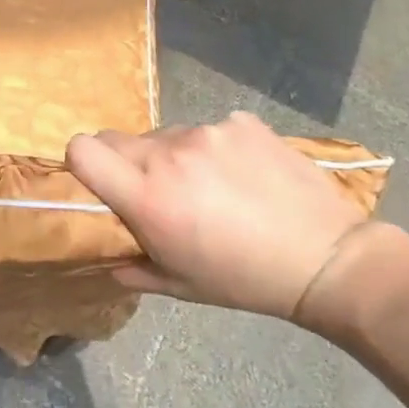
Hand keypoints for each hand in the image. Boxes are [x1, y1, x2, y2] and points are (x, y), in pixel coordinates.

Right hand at [65, 111, 369, 323]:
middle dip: (127, 164)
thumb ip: (133, 268)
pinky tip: (244, 175)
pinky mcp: (242, 122)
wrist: (327, 258)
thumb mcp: (180, 286)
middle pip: (119, 139)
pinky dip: (215, 149)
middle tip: (159, 192)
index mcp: (147, 196)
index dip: (82, 161)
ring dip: (174, 157)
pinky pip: (210, 130)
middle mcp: (169, 153)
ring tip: (212, 187)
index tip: (99, 181)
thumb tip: (110, 259)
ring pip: (167, 136)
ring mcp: (209, 132)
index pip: (82, 149)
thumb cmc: (244, 280)